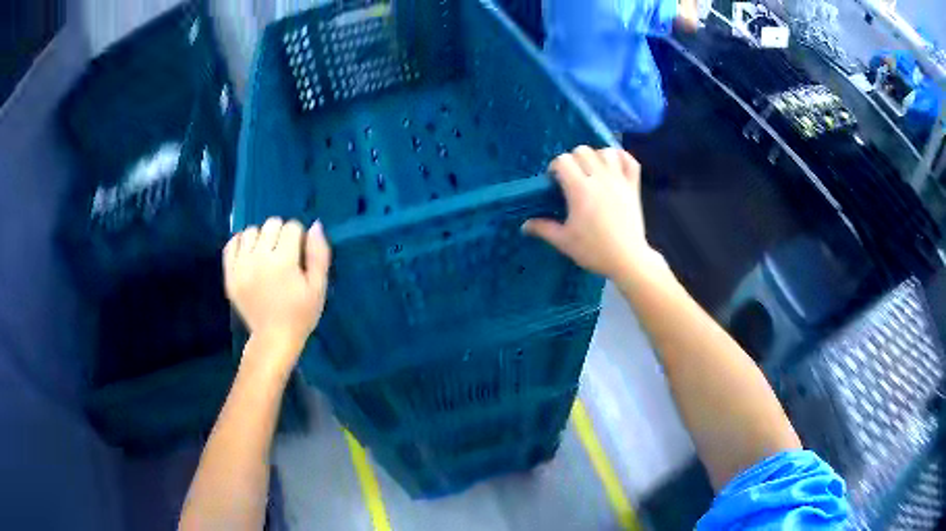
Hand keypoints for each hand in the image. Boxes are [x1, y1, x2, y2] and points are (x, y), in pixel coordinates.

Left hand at [224, 218, 330, 375]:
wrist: (273, 339)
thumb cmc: (300, 314)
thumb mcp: (318, 287)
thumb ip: (319, 254)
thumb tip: (315, 225)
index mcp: (283, 262)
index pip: (292, 226)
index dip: (299, 238)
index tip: (299, 256)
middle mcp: (259, 259)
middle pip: (271, 224)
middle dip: (280, 234)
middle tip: (283, 256)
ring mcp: (240, 266)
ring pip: (251, 231)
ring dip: (261, 238)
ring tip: (265, 256)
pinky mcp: (229, 274)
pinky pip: (232, 243)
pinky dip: (241, 243)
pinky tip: (249, 255)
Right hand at [524, 146, 660, 280]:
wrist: (627, 260)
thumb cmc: (594, 251)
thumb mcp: (564, 241)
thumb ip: (543, 229)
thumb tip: (524, 225)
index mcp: (580, 190)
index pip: (563, 160)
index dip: (556, 167)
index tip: (556, 181)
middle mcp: (600, 179)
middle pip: (583, 151)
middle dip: (574, 159)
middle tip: (573, 176)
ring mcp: (619, 181)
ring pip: (606, 152)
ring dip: (597, 156)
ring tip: (594, 170)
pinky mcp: (633, 186)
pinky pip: (630, 161)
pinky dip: (622, 158)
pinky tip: (614, 166)